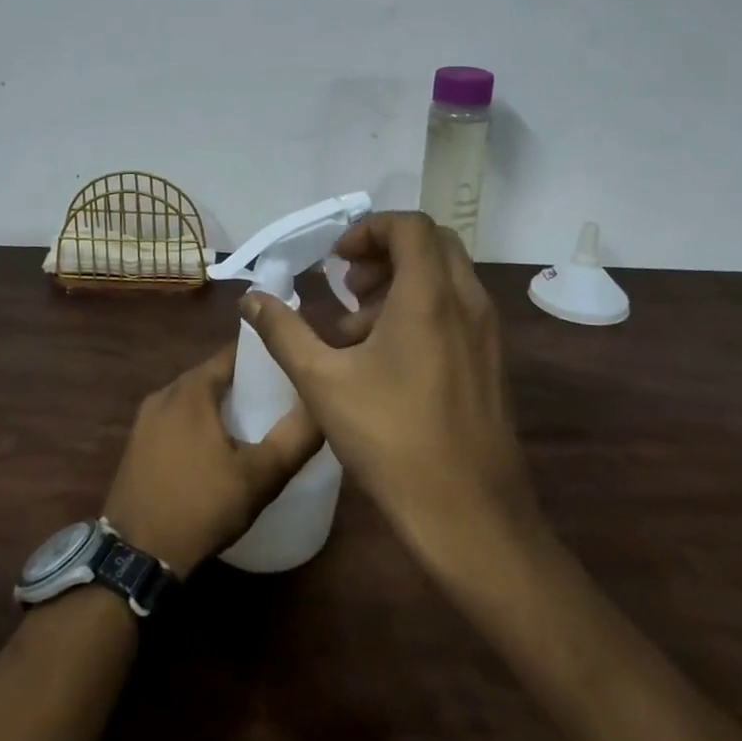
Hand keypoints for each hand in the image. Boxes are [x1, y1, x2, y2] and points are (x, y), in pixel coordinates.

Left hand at [101, 343, 322, 573]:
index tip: (291, 367)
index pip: (233, 353)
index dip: (264, 356)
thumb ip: (295, 438)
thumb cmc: (200, 507)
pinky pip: (176, 420)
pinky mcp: (137, 445)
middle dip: (245, 383)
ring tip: (255, 424)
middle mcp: (164, 394)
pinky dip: (199, 424)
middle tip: (280, 399)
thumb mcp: (259, 476)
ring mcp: (145, 420)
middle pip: (213, 375)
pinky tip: (218, 449)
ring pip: (193, 399)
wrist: (136, 556)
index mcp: (191, 389)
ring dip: (221, 406)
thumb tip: (323, 405)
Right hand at [241, 211, 537, 562]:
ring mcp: (485, 333)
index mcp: (429, 297)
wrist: (470, 515)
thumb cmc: (392, 440)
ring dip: (399, 284)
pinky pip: (455, 309)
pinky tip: (386, 360)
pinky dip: (420, 309)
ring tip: (357, 330)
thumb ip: (284, 332)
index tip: (335, 261)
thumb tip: (251, 298)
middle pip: (431, 244)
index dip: (368, 229)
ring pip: (444, 277)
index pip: (410, 225)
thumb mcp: (323, 382)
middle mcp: (467, 302)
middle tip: (349, 287)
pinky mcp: (491, 360)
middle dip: (384, 252)